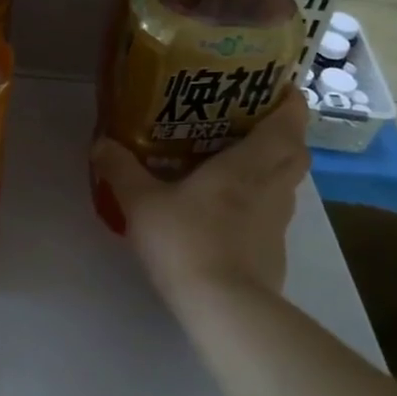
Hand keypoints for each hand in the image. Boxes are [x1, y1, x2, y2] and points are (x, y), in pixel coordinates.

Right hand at [91, 88, 309, 302]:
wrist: (223, 308)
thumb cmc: (187, 240)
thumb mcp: (142, 202)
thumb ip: (121, 169)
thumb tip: (100, 143)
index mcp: (249, 163)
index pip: (289, 122)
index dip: (289, 101)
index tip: (278, 87)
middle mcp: (273, 187)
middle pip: (296, 152)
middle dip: (284, 133)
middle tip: (252, 122)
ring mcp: (279, 223)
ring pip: (286, 184)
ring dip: (272, 169)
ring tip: (237, 163)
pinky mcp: (274, 253)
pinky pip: (273, 216)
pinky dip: (260, 205)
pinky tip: (229, 213)